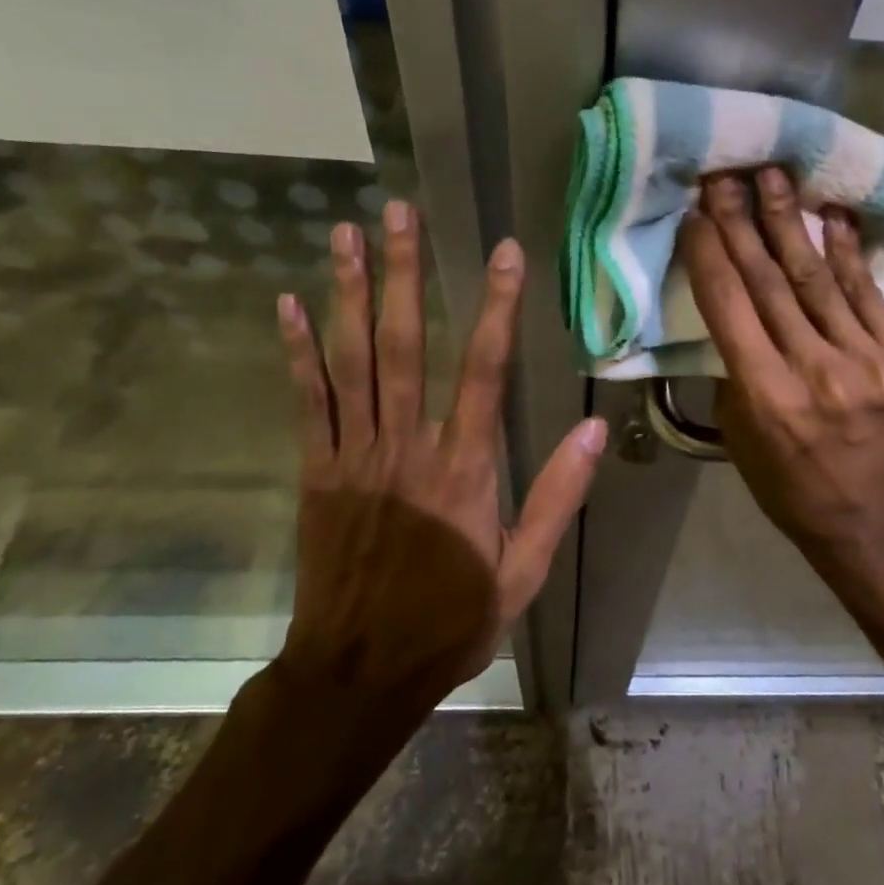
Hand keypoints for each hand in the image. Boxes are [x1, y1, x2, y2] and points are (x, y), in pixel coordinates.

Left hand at [274, 201, 605, 709]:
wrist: (360, 672)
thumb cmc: (450, 620)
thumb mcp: (524, 571)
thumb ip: (557, 498)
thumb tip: (595, 433)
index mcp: (463, 468)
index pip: (483, 370)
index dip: (495, 306)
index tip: (503, 252)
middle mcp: (406, 446)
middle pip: (403, 344)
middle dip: (401, 273)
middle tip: (396, 212)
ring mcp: (354, 455)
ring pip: (350, 360)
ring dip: (347, 293)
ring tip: (344, 234)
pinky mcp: (317, 472)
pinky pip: (306, 402)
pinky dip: (297, 351)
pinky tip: (289, 305)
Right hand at [681, 169, 883, 633]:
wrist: (875, 518)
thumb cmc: (789, 483)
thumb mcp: (739, 435)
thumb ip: (735, 369)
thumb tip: (734, 309)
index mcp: (767, 396)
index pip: (730, 306)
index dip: (709, 253)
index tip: (694, 212)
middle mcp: (818, 372)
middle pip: (772, 282)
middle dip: (742, 223)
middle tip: (725, 176)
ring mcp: (870, 363)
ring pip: (819, 278)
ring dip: (791, 223)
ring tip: (773, 176)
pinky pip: (868, 294)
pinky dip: (848, 252)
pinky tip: (832, 215)